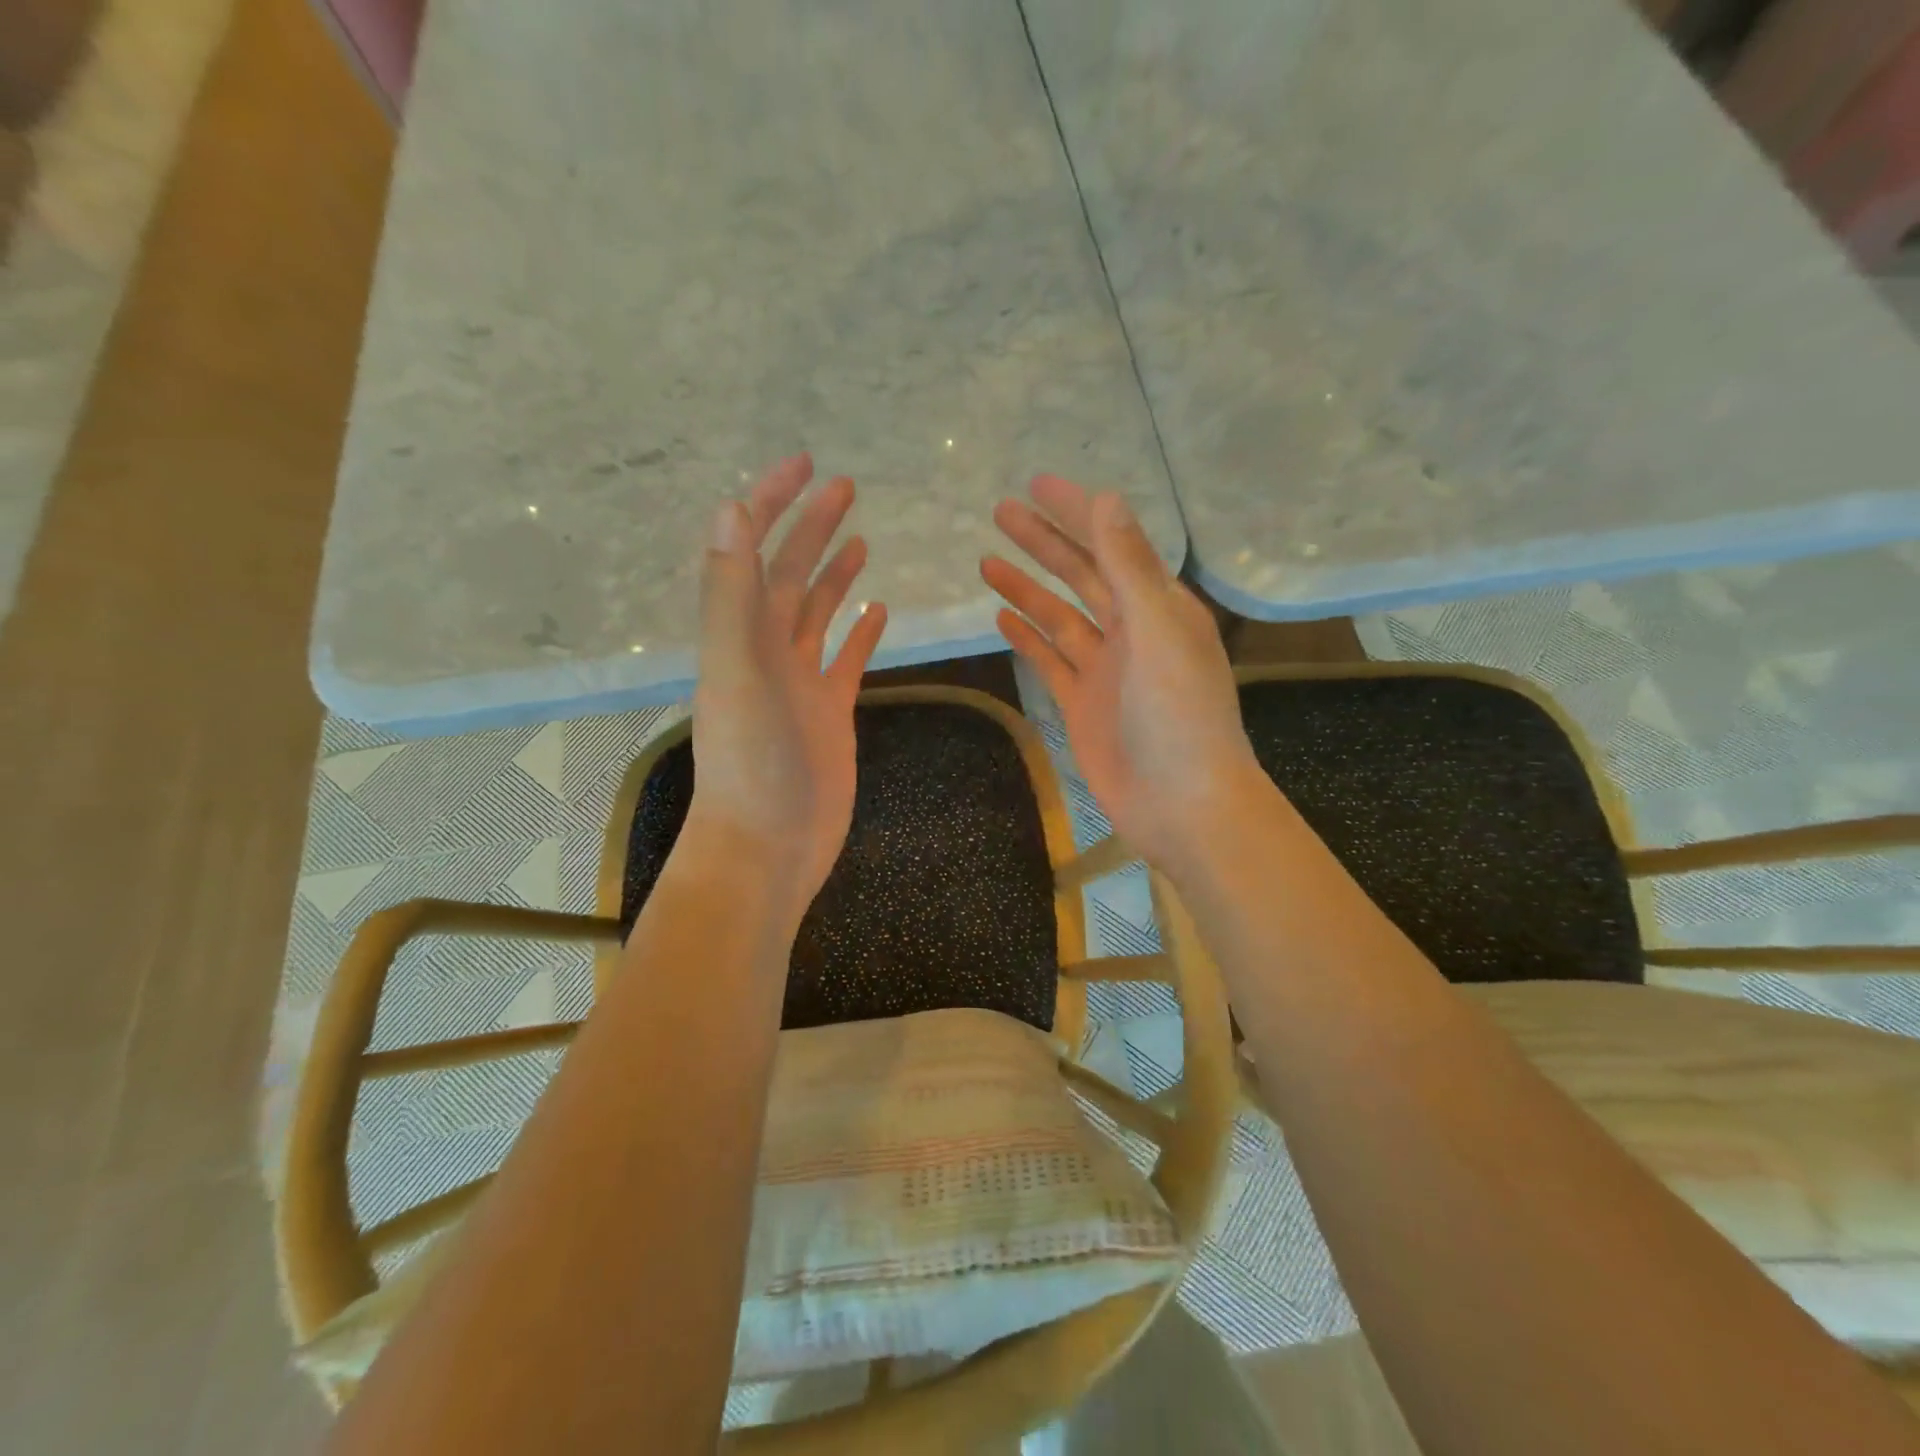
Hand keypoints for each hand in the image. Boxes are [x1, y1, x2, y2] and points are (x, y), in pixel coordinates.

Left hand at [691, 455, 887, 924]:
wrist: (769, 845)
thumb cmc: (751, 764)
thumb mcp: (734, 672)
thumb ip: (730, 594)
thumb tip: (729, 508)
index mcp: (740, 634)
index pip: (754, 551)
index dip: (774, 504)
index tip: (807, 465)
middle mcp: (766, 650)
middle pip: (790, 575)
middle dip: (812, 528)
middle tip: (845, 487)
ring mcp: (800, 682)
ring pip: (818, 614)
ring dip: (834, 574)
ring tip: (860, 540)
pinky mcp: (830, 712)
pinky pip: (846, 660)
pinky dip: (859, 633)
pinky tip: (877, 612)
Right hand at [981, 475, 1259, 873]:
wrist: (1183, 805)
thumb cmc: (1180, 717)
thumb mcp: (1158, 633)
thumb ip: (1130, 568)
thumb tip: (1106, 499)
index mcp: (1160, 608)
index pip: (1112, 545)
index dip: (1076, 513)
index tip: (1037, 485)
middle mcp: (1132, 632)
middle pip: (1081, 575)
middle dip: (1044, 542)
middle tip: (1000, 512)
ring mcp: (1105, 670)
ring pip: (1060, 617)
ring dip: (1027, 588)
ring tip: (987, 560)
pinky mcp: (1083, 705)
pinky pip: (1050, 661)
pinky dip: (1028, 638)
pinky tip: (1002, 618)